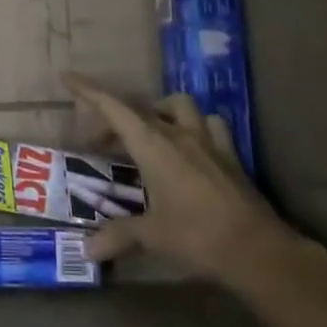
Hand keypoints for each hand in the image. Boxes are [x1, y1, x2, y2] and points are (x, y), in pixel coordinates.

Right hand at [63, 72, 299, 293]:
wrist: (258, 250)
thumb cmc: (197, 236)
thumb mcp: (153, 236)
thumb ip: (119, 235)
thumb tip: (87, 250)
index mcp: (154, 146)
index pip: (114, 108)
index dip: (89, 91)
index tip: (68, 76)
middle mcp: (179, 135)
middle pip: (140, 109)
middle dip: (114, 117)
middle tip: (99, 141)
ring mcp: (208, 142)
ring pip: (180, 107)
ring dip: (159, 112)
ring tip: (148, 133)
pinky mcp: (230, 156)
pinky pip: (210, 126)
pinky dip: (194, 127)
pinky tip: (190, 146)